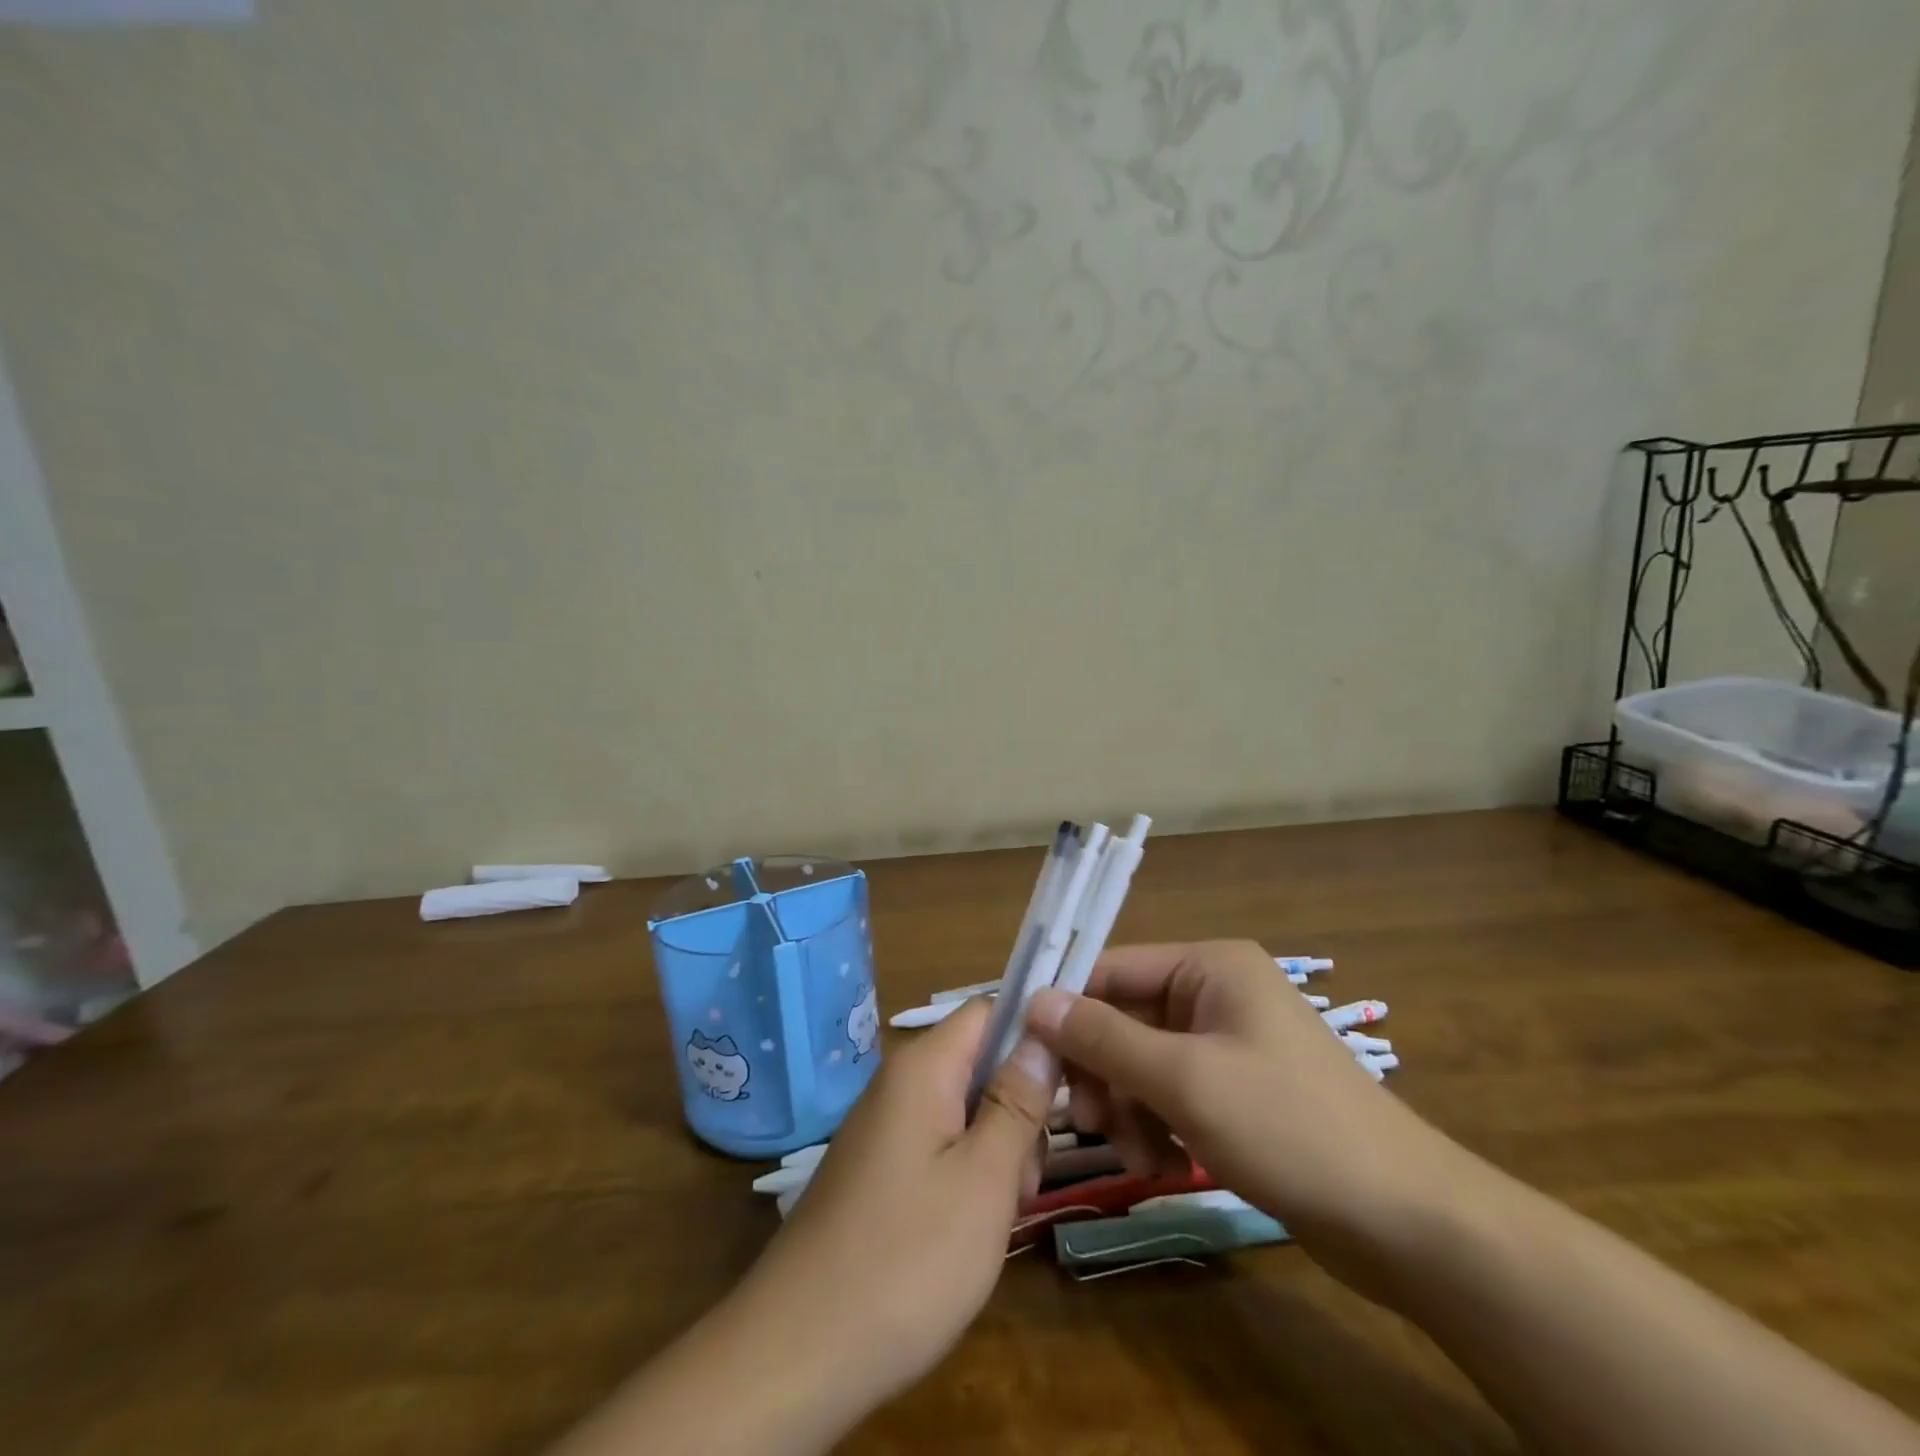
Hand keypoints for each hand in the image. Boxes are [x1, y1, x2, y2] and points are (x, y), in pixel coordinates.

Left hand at [736, 998, 1056, 1411]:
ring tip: (998, 1215)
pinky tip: (968, 1230)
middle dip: (1017, 1110)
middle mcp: (899, 1084)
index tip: (1070, 1085)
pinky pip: (937, 1146)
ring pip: (963, 1111)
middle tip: (1026, 1179)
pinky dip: (965, 1175)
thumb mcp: (985, 1178)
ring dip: (996, 1151)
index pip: (989, 1011)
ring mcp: (885, 1128)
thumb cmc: (908, 1258)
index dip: (1034, 1035)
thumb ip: (1018, 1102)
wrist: (797, 1352)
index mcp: (923, 1068)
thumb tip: (1043, 1034)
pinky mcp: (878, 1170)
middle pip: (979, 1064)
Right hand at [1025, 941, 1461, 1280]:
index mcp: (1210, 966)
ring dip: (1127, 1106)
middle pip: (1125, 1018)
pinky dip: (1156, 1124)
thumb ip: (1104, 1037)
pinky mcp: (1237, 1090)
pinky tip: (1160, 1165)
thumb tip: (1035, 1001)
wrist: (1405, 1221)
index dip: (1067, 1007)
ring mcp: (1227, 1042)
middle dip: (1103, 1072)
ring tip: (1134, 1156)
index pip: (1113, 968)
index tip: (1028, 1054)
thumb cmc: (1288, 1126)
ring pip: (1144, 1061)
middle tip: (1085, 1123)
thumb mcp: (1184, 1079)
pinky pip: (1172, 1092)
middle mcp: (1216, 992)